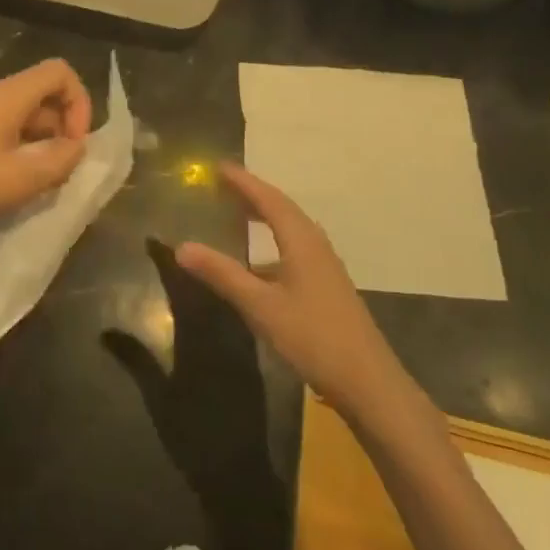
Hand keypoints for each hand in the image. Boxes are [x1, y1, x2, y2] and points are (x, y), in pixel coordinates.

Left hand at [0, 59, 93, 235]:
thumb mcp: (20, 179)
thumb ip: (59, 162)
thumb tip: (76, 148)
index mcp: (10, 95)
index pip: (60, 72)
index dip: (79, 103)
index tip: (74, 142)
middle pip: (43, 94)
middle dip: (61, 128)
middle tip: (59, 170)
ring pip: (23, 115)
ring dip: (39, 143)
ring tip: (36, 182)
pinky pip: (2, 129)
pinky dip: (17, 149)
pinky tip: (8, 183)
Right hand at [174, 162, 409, 416]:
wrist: (368, 383)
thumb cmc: (313, 337)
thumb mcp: (261, 306)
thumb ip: (222, 274)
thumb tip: (181, 246)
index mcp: (301, 241)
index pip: (269, 199)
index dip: (243, 182)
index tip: (218, 166)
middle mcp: (315, 245)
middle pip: (282, 208)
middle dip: (253, 194)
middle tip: (223, 185)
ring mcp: (325, 267)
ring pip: (291, 229)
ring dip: (264, 216)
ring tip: (237, 213)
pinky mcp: (327, 287)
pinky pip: (295, 248)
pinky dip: (272, 242)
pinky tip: (258, 262)